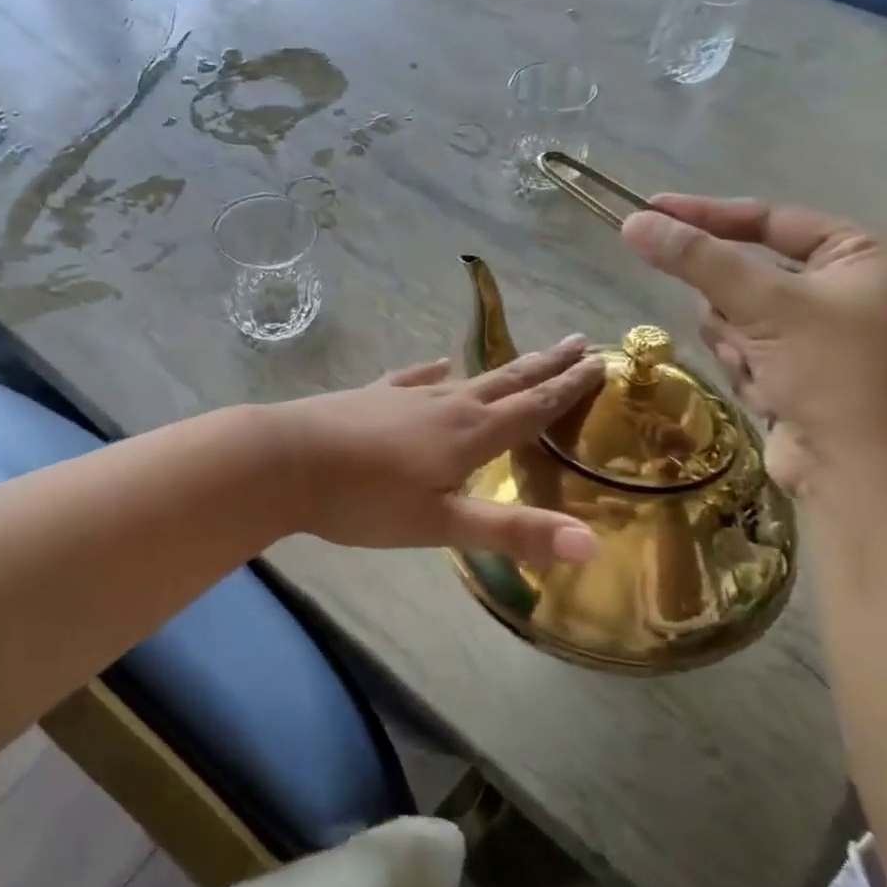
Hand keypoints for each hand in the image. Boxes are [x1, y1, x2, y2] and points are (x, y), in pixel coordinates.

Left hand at [270, 339, 605, 563]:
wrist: (285, 460)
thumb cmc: (364, 499)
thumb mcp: (440, 525)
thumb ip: (512, 532)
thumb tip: (591, 545)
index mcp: (469, 434)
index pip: (533, 407)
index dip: (569, 388)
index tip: (600, 361)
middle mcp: (445, 405)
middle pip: (506, 381)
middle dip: (546, 365)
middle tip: (579, 342)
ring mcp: (406, 395)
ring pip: (466, 377)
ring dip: (502, 368)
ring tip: (525, 357)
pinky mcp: (373, 396)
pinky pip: (415, 377)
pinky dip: (434, 370)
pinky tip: (439, 364)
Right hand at [620, 195, 886, 497]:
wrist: (866, 476)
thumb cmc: (834, 373)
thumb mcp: (765, 304)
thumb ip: (697, 259)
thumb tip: (633, 222)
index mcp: (862, 257)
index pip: (770, 220)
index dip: (708, 215)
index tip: (650, 209)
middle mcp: (846, 291)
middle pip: (746, 275)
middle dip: (734, 307)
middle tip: (742, 329)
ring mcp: (821, 337)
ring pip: (737, 318)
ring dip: (738, 344)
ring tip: (764, 370)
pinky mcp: (799, 375)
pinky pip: (745, 352)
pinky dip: (747, 371)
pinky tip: (773, 396)